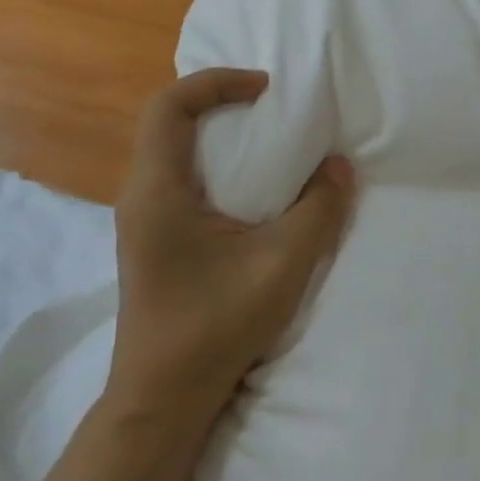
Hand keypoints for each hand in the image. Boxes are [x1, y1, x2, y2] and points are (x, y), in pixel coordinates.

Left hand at [110, 68, 353, 425]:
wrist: (164, 397)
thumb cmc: (215, 325)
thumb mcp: (282, 264)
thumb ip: (318, 210)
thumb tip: (338, 167)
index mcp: (158, 191)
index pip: (169, 106)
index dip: (216, 82)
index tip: (265, 90)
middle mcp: (141, 197)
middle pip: (169, 123)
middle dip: (220, 104)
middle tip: (272, 111)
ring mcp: (143, 222)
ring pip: (174, 153)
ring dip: (219, 137)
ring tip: (269, 146)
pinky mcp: (154, 242)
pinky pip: (181, 182)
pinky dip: (217, 168)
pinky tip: (253, 194)